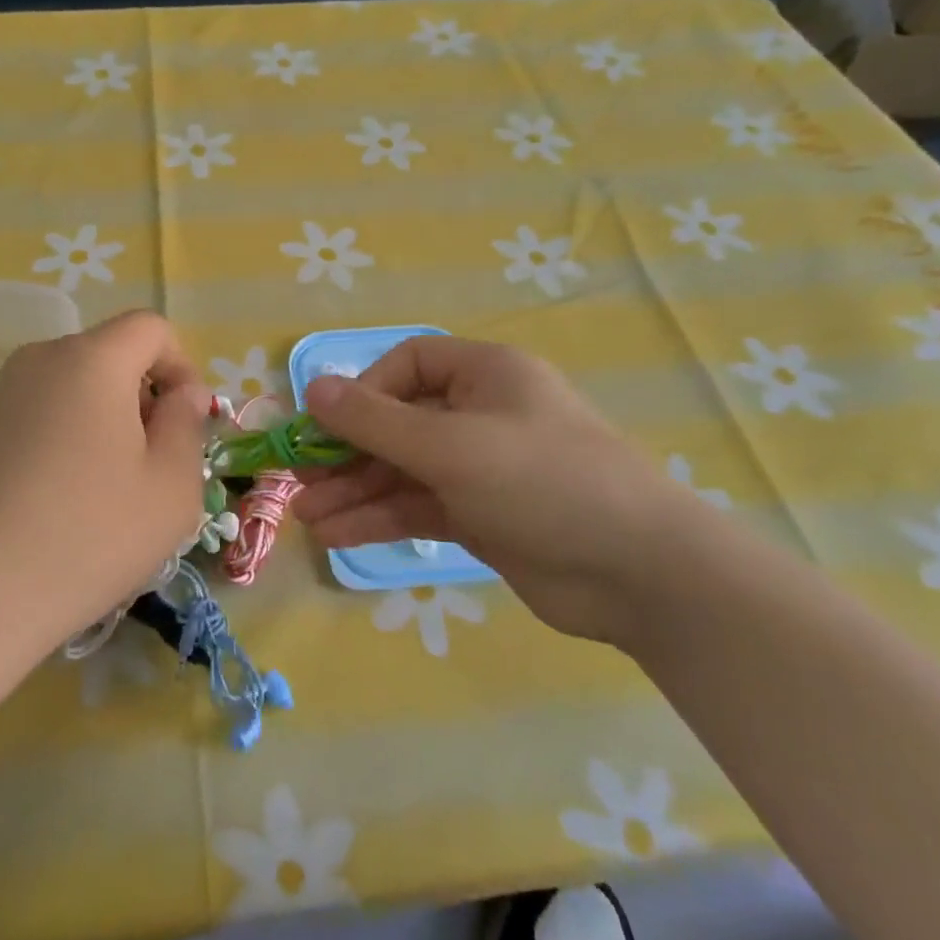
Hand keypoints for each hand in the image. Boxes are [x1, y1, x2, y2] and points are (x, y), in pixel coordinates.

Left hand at [0, 310, 210, 665]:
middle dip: (141, 398)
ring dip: (100, 420)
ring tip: (102, 491)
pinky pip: (35, 415)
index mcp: (91, 360)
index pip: (150, 328)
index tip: (184, 424)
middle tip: (149, 466)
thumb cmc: (89, 536)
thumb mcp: (171, 487)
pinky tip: (55, 502)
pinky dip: (60, 439)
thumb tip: (182, 394)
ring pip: (70, 387)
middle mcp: (38, 360)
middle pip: (108, 356)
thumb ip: (188, 425)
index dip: (181, 366)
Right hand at [294, 337, 717, 647]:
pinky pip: (418, 506)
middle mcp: (480, 414)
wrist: (640, 574)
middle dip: (347, 453)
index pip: (407, 365)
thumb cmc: (543, 482)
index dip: (364, 391)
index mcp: (484, 375)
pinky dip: (380, 518)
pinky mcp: (481, 515)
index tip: (329, 425)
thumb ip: (375, 421)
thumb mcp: (451, 446)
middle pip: (397, 423)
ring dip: (356, 491)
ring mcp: (480, 468)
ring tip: (308, 517)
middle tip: (298, 481)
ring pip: (402, 470)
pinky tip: (339, 534)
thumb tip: (312, 388)